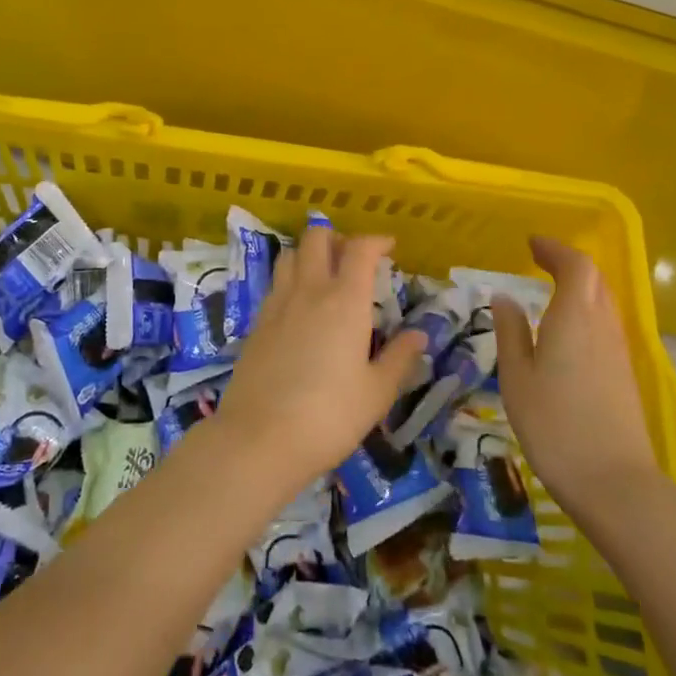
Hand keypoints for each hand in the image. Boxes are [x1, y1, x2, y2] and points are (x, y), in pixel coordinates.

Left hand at [215, 225, 427, 490]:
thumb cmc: (330, 416)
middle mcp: (308, 291)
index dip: (376, 241)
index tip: (389, 248)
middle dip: (337, 238)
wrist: (260, 437)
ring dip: (309, 254)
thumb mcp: (377, 392)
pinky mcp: (256, 322)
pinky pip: (276, 283)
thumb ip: (400, 358)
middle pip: (316, 238)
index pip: (359, 250)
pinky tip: (300, 307)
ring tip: (325, 276)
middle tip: (353, 259)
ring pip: (290, 254)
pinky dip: (291, 279)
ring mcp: (277, 304)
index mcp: (344, 301)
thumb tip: (419, 334)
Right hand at [492, 236, 662, 526]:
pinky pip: (606, 325)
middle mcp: (603, 326)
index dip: (555, 249)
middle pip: (595, 280)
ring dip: (580, 287)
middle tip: (539, 261)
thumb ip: (510, 332)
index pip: (575, 266)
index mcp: (575, 317)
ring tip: (550, 291)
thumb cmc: (553, 424)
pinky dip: (586, 311)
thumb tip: (504, 298)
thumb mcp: (516, 377)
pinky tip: (567, 331)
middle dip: (568, 263)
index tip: (531, 244)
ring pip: (604, 302)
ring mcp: (619, 351)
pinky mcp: (624, 374)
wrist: (614, 483)